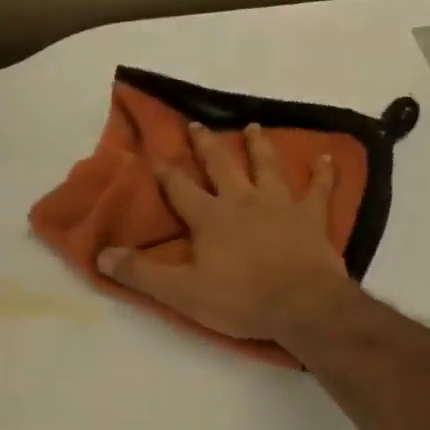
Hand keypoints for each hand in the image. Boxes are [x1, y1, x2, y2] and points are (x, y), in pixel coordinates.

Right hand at [96, 122, 354, 345]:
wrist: (301, 305)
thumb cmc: (240, 300)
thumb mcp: (182, 293)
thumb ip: (141, 274)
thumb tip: (102, 256)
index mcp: (210, 217)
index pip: (180, 189)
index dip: (165, 172)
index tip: (154, 155)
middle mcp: (243, 201)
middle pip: (221, 165)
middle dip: (206, 145)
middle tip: (197, 124)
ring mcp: (280, 205)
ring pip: (267, 166)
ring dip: (258, 146)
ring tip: (253, 127)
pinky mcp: (311, 218)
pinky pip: (319, 189)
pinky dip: (323, 173)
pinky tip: (327, 158)